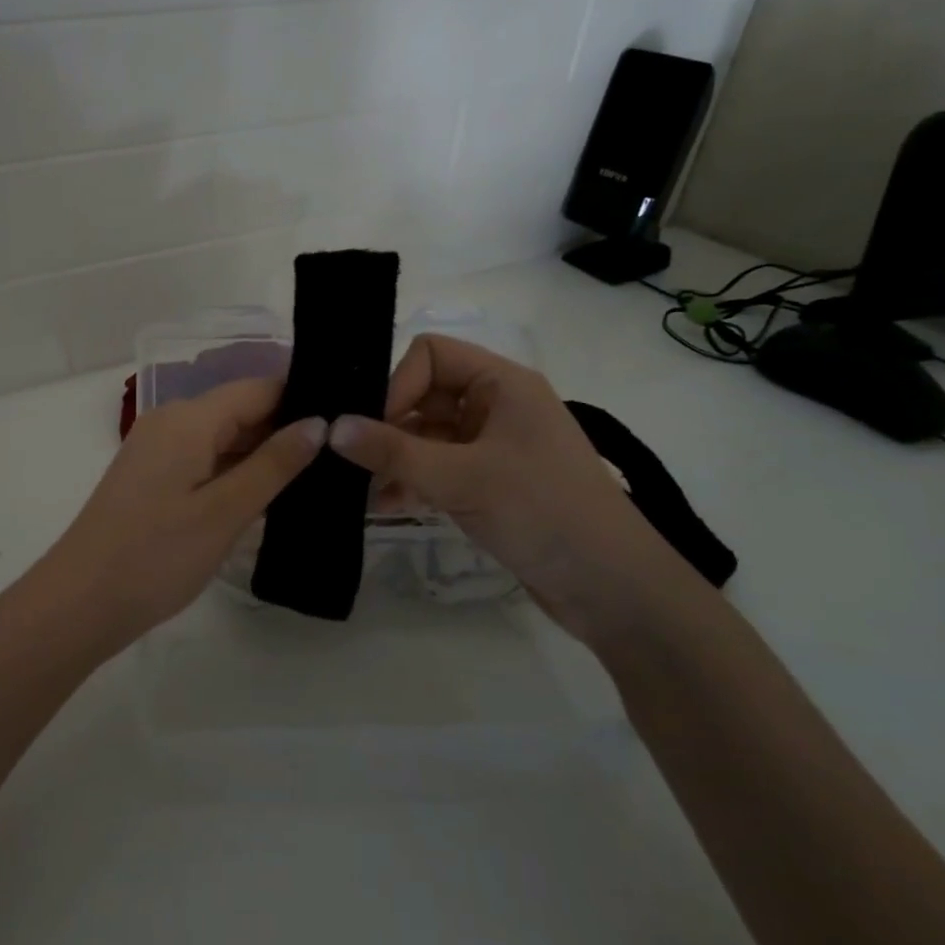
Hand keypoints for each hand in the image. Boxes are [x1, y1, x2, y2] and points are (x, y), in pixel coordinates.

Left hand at [41, 378, 324, 658]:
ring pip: (223, 437)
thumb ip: (274, 464)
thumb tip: (319, 423)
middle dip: (286, 430)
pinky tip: (267, 494)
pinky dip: (235, 472)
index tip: (347, 422)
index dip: (303, 400)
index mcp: (189, 418)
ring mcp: (158, 449)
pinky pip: (204, 459)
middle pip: (241, 410)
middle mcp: (171, 421)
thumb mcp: (225, 511)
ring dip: (262, 455)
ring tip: (318, 476)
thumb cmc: (156, 555)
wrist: (79, 602)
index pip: (259, 388)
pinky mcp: (152, 476)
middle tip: (341, 458)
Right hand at [327, 334, 701, 643]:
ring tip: (364, 490)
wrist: (613, 589)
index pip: (431, 355)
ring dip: (395, 460)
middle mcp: (497, 407)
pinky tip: (386, 508)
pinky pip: (438, 469)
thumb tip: (332, 427)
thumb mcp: (461, 478)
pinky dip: (412, 483)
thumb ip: (393, 451)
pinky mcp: (490, 484)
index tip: (373, 428)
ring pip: (426, 436)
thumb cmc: (543, 512)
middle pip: (424, 396)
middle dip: (388, 427)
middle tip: (353, 462)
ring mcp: (494, 447)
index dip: (397, 384)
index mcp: (503, 384)